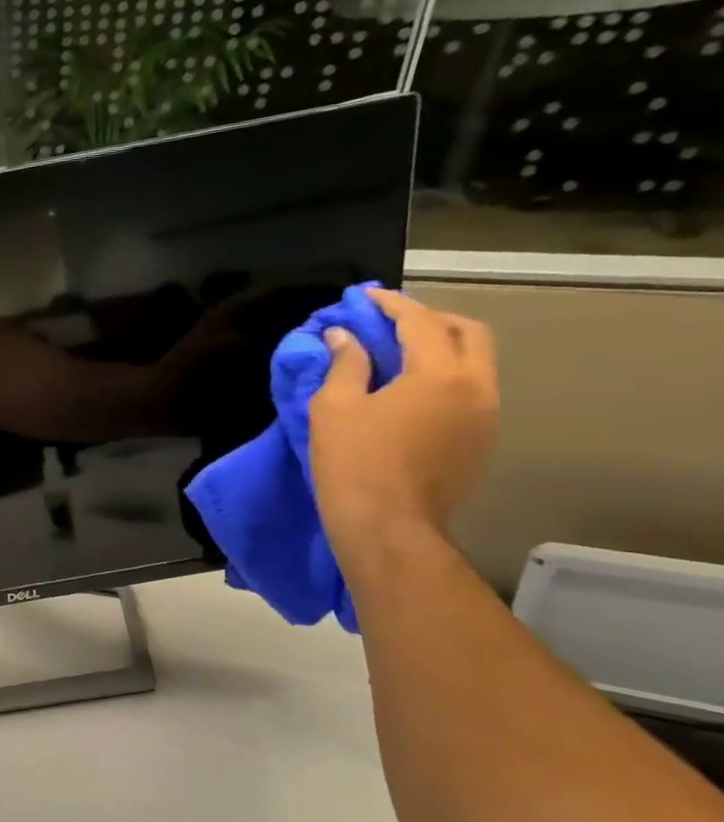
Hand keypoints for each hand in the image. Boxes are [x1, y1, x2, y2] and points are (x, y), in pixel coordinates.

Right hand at [309, 289, 498, 550]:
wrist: (389, 525)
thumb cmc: (354, 462)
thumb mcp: (334, 407)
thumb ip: (345, 365)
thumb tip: (344, 336)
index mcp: (441, 375)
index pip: (420, 323)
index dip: (390, 305)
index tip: (365, 297)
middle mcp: (477, 388)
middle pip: (469, 334)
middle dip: (430, 319)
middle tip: (390, 321)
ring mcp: (486, 417)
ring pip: (475, 363)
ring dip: (440, 348)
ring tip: (396, 353)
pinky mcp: (480, 441)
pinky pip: (469, 391)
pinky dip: (443, 376)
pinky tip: (408, 390)